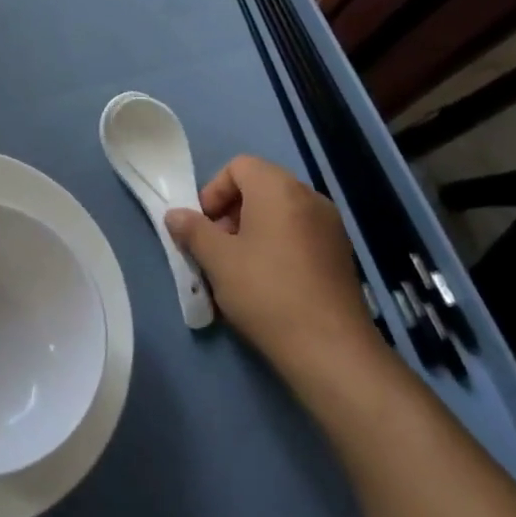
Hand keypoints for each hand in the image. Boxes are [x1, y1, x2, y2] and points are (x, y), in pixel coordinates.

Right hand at [166, 155, 386, 379]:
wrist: (331, 350)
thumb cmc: (266, 292)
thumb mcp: (217, 260)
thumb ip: (193, 231)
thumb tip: (175, 215)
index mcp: (279, 188)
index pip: (239, 166)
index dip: (214, 191)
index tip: (203, 226)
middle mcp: (309, 197)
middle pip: (260, 187)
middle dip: (231, 212)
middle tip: (217, 249)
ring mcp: (330, 226)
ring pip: (279, 213)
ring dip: (253, 231)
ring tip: (238, 270)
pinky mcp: (340, 255)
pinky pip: (299, 235)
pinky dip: (277, 246)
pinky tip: (267, 284)